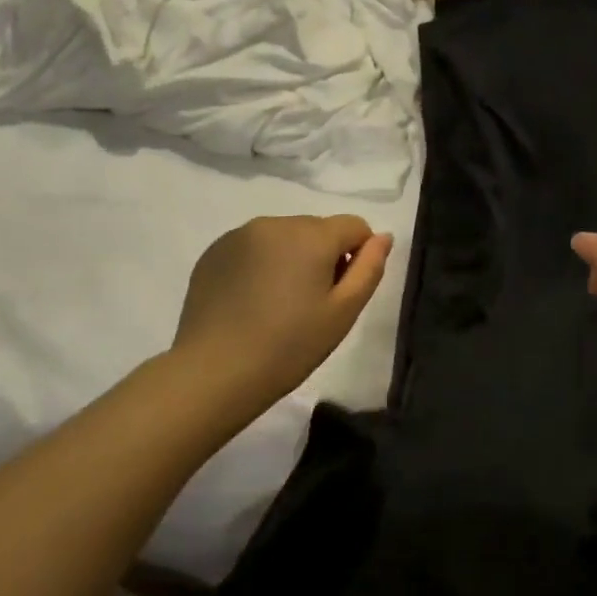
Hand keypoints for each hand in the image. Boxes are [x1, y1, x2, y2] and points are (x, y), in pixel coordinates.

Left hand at [173, 215, 392, 417]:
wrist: (215, 372)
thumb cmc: (289, 346)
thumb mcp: (343, 312)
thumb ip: (369, 268)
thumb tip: (382, 237)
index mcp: (312, 235)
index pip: (354, 226)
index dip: (358, 255)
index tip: (341, 293)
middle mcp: (276, 223)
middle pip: (317, 229)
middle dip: (322, 256)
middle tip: (310, 304)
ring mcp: (240, 234)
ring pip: (284, 237)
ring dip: (291, 258)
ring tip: (277, 304)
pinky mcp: (214, 251)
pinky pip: (253, 247)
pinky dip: (260, 265)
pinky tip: (250, 302)